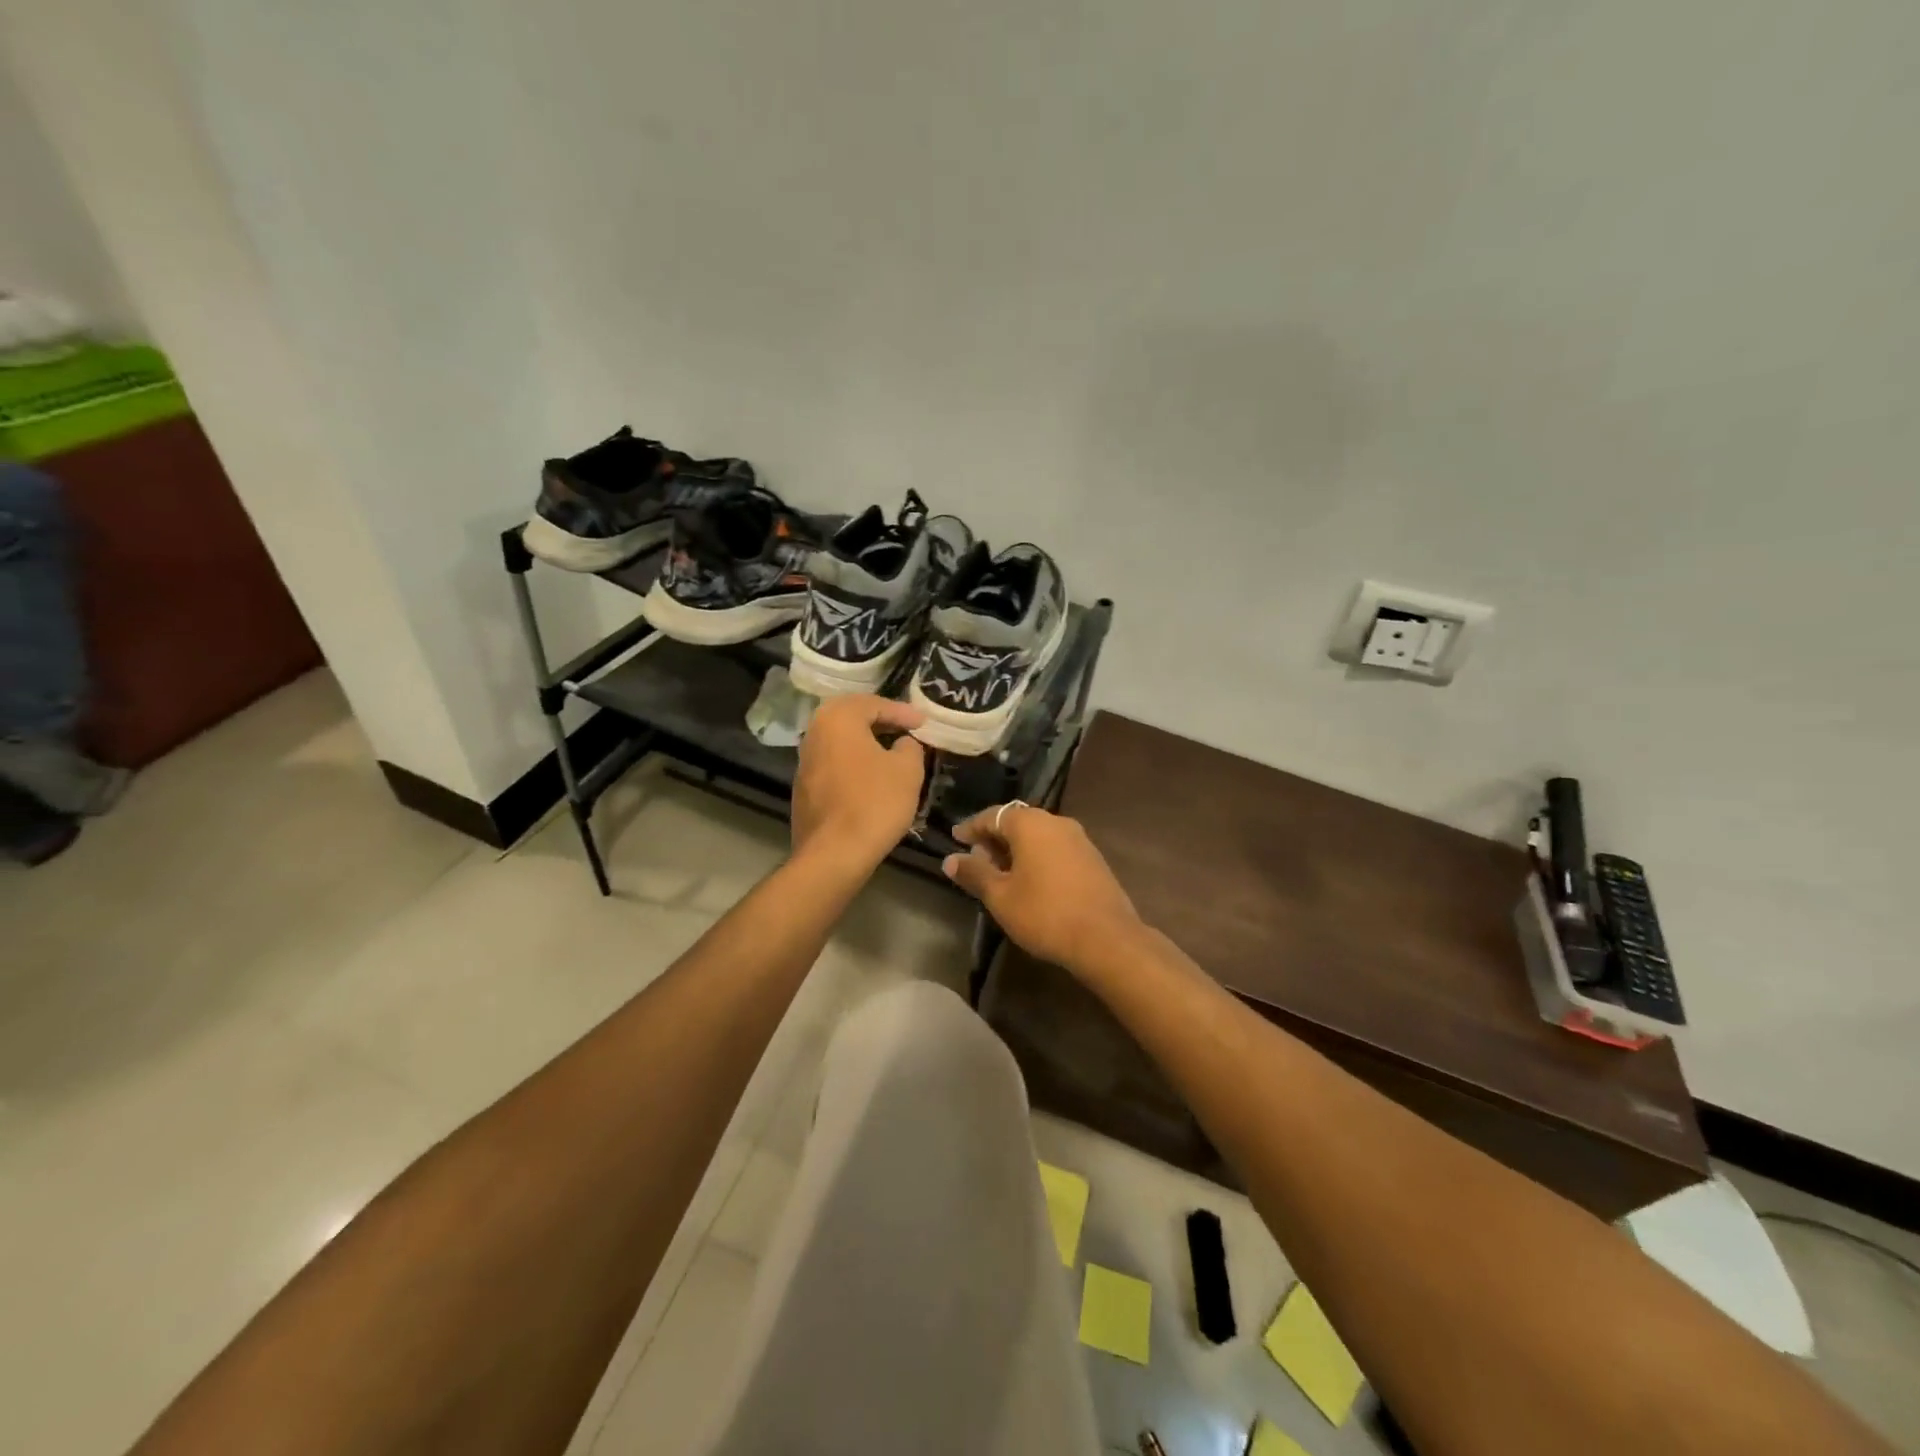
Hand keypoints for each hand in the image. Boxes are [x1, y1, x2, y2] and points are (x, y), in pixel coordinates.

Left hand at [790, 695, 927, 870]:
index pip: (874, 704)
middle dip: (879, 720)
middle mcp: (814, 733)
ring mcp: (804, 762)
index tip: (924, 722)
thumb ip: (910, 746)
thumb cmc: (875, 802)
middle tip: (905, 728)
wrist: (835, 853)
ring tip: (891, 750)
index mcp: (837, 719)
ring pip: (839, 741)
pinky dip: (853, 762)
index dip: (903, 712)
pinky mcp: (803, 788)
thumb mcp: (908, 770)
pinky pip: (833, 763)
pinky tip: (871, 776)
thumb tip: (903, 743)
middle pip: (850, 717)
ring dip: (865, 742)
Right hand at [944, 804, 1144, 972]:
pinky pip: (1056, 849)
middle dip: (994, 839)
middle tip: (976, 860)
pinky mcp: (1093, 859)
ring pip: (1038, 836)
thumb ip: (974, 873)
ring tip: (1001, 874)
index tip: (956, 839)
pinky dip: (1037, 858)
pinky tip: (1031, 882)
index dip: (971, 827)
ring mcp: (1079, 839)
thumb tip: (950, 860)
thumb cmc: (1045, 913)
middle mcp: (1056, 822)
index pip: (992, 815)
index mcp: (1030, 824)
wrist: (1106, 939)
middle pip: (1017, 822)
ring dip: (1016, 850)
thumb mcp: (1000, 896)